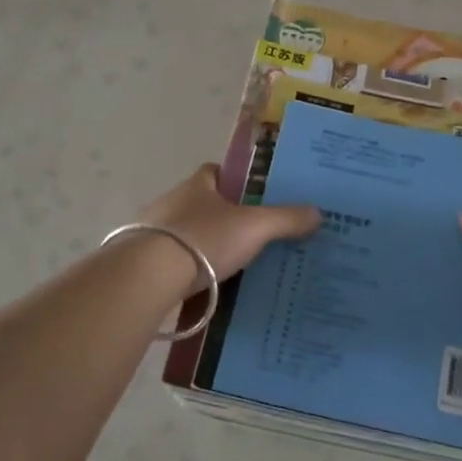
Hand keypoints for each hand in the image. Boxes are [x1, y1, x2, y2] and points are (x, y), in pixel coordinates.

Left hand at [140, 165, 321, 282]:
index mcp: (198, 185)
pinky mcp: (142, 262)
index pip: (216, 172)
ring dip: (204, 246)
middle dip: (223, 217)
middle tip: (251, 236)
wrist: (146, 276)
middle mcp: (172, 202)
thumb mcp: (254, 228)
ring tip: (232, 266)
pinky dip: (188, 271)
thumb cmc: (202, 239)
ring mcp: (153, 233)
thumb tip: (318, 212)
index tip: (254, 196)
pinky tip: (205, 288)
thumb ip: (285, 219)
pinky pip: (173, 262)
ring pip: (186, 234)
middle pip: (202, 204)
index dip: (235, 180)